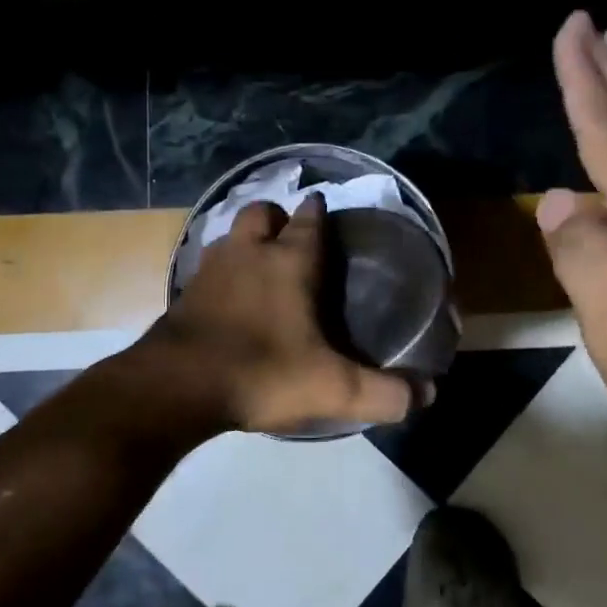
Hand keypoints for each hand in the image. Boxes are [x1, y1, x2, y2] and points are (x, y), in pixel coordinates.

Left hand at [144, 194, 420, 435]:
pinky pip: (208, 265)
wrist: (177, 386)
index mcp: (290, 262)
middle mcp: (250, 253)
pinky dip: (222, 271)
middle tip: (292, 240)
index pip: (309, 220)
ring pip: (231, 234)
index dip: (319, 213)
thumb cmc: (262, 373)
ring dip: (246, 240)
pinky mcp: (185, 292)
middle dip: (278, 217)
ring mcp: (212, 269)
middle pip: (263, 212)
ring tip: (261, 264)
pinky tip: (229, 297)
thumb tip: (429, 394)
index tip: (326, 213)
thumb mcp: (334, 389)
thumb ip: (384, 393)